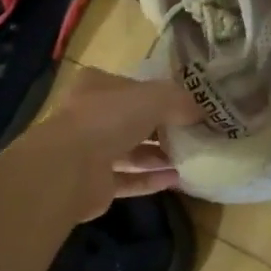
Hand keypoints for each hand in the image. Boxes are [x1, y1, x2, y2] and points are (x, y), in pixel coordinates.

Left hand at [28, 68, 200, 221]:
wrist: (68, 168)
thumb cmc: (109, 118)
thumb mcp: (154, 97)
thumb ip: (179, 101)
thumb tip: (202, 112)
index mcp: (98, 86)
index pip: (134, 87)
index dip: (162, 95)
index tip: (189, 106)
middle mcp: (91, 116)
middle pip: (134, 120)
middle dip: (163, 129)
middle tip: (195, 135)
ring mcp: (89, 151)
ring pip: (131, 151)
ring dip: (159, 156)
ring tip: (191, 159)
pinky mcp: (94, 184)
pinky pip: (128, 179)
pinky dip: (150, 179)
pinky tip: (177, 180)